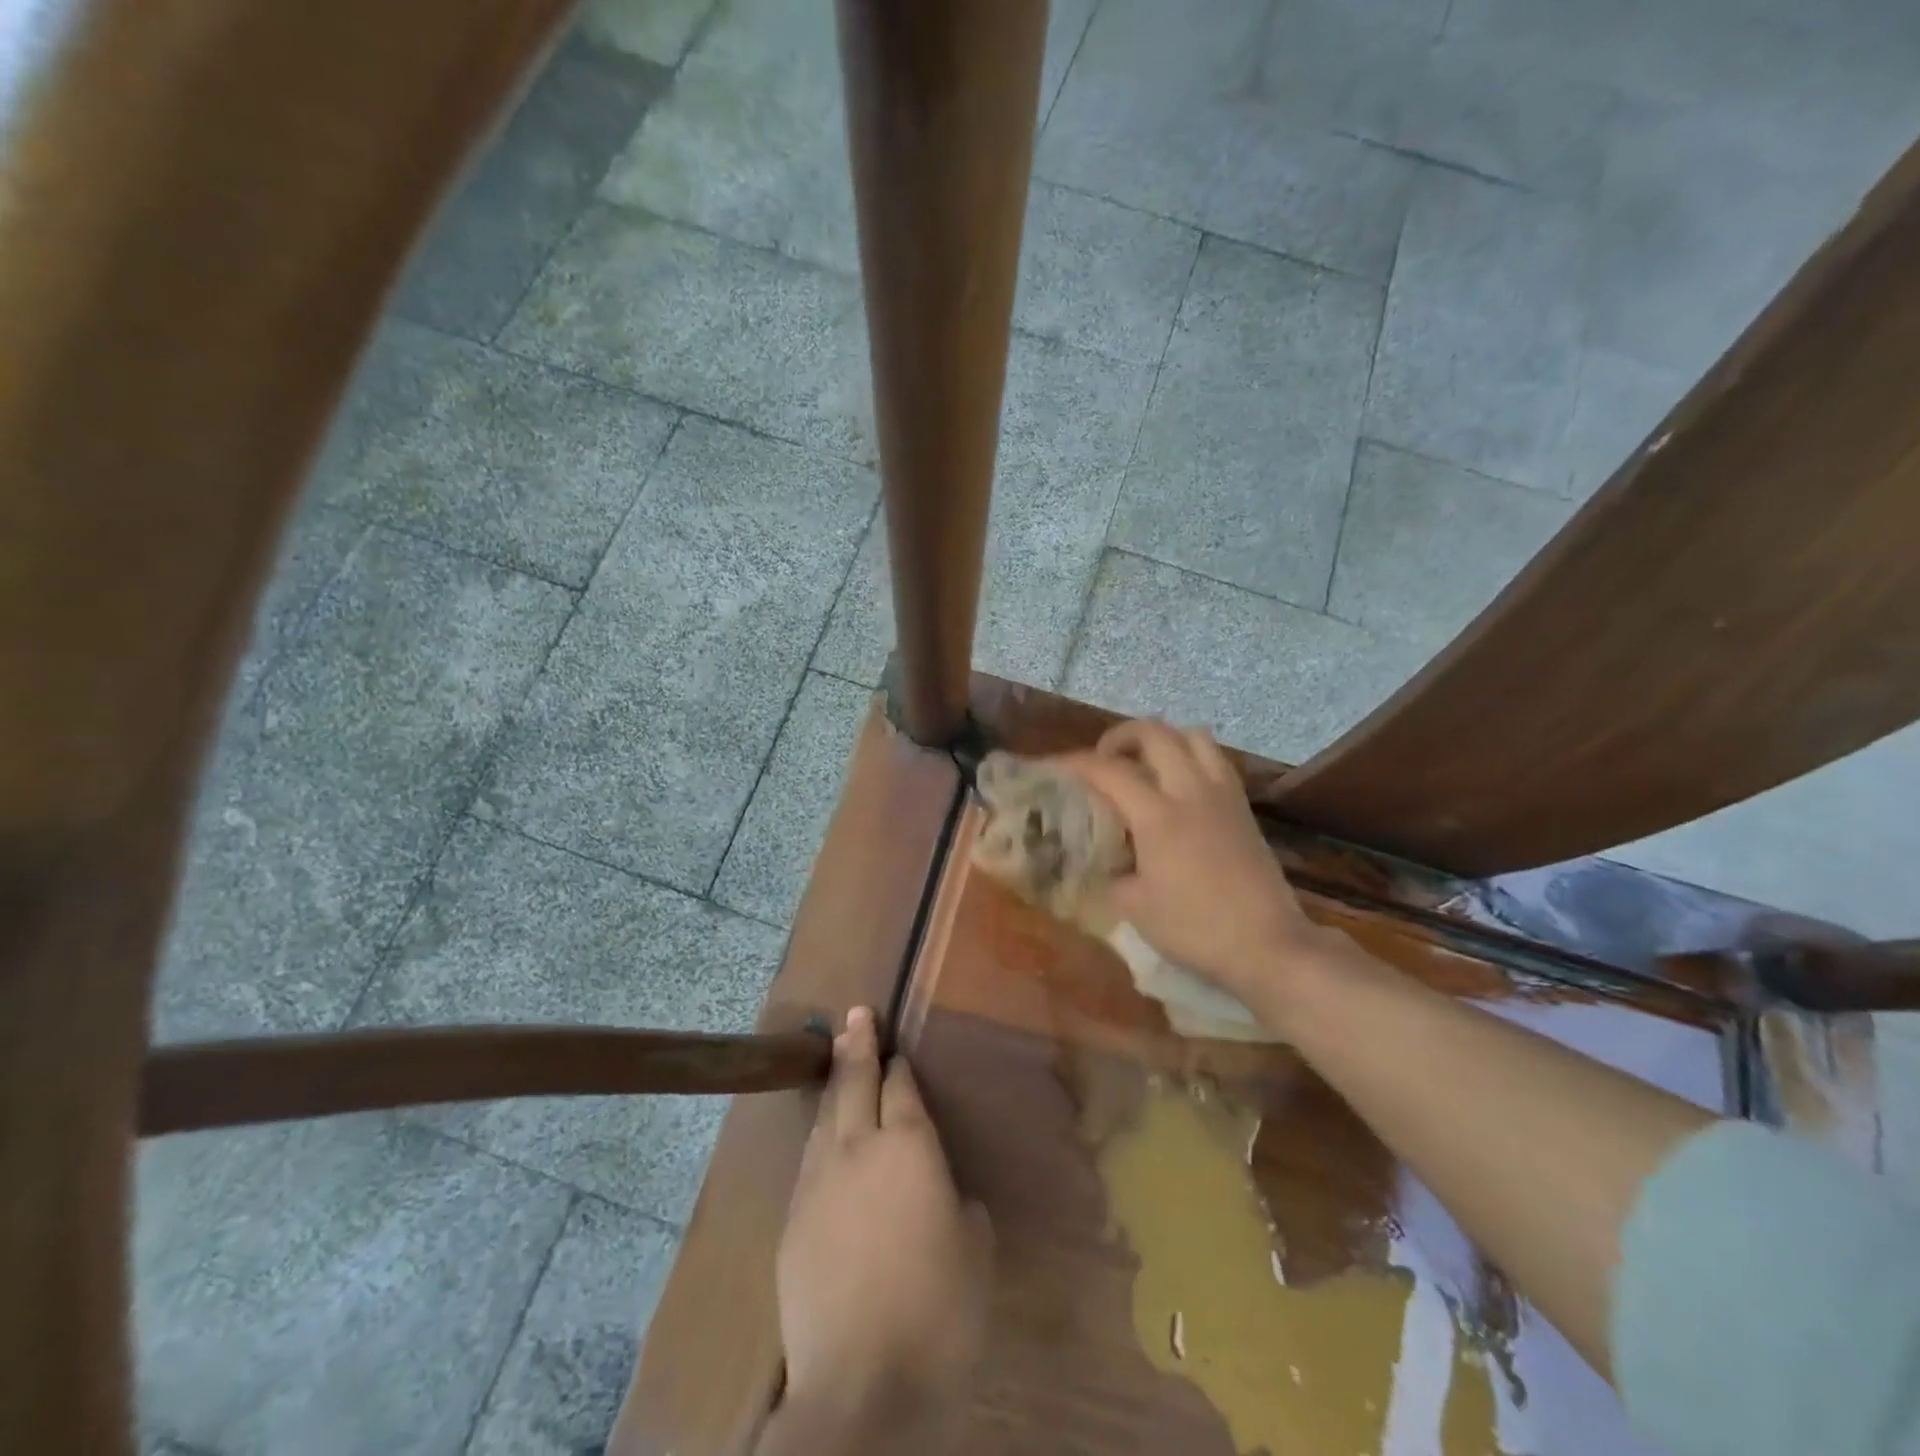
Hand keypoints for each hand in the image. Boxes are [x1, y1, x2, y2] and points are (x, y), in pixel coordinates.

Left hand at [772, 1008, 991, 1444]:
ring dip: (834, 1083)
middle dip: (857, 1045)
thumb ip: (962, 1208)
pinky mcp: (792, 1219)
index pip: (901, 1087)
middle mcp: (858, 1147)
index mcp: (908, 1146)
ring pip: (825, 1116)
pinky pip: (810, 1160)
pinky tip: (823, 1139)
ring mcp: (818, 1181)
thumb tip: (948, 1197)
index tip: (898, 1050)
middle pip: (854, 1082)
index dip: (900, 1065)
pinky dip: (820, 1136)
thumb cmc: (937, 1312)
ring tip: (838, 1058)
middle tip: (856, 1014)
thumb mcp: (976, 1253)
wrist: (860, 1386)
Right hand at [1063, 720, 1328, 1008]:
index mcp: (1158, 816)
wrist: (1268, 945)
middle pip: (1154, 733)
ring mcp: (1222, 794)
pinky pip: (1215, 759)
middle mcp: (1190, 791)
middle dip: (1119, 737)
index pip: (1108, 770)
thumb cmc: (1196, 929)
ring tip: (1144, 764)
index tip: (1053, 768)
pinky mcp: (1243, 806)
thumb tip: (1096, 858)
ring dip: (1162, 739)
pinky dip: (1190, 756)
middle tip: (1103, 760)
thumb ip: (1109, 873)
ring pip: (1192, 735)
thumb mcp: (1135, 907)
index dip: (1074, 763)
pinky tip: (1178, 786)